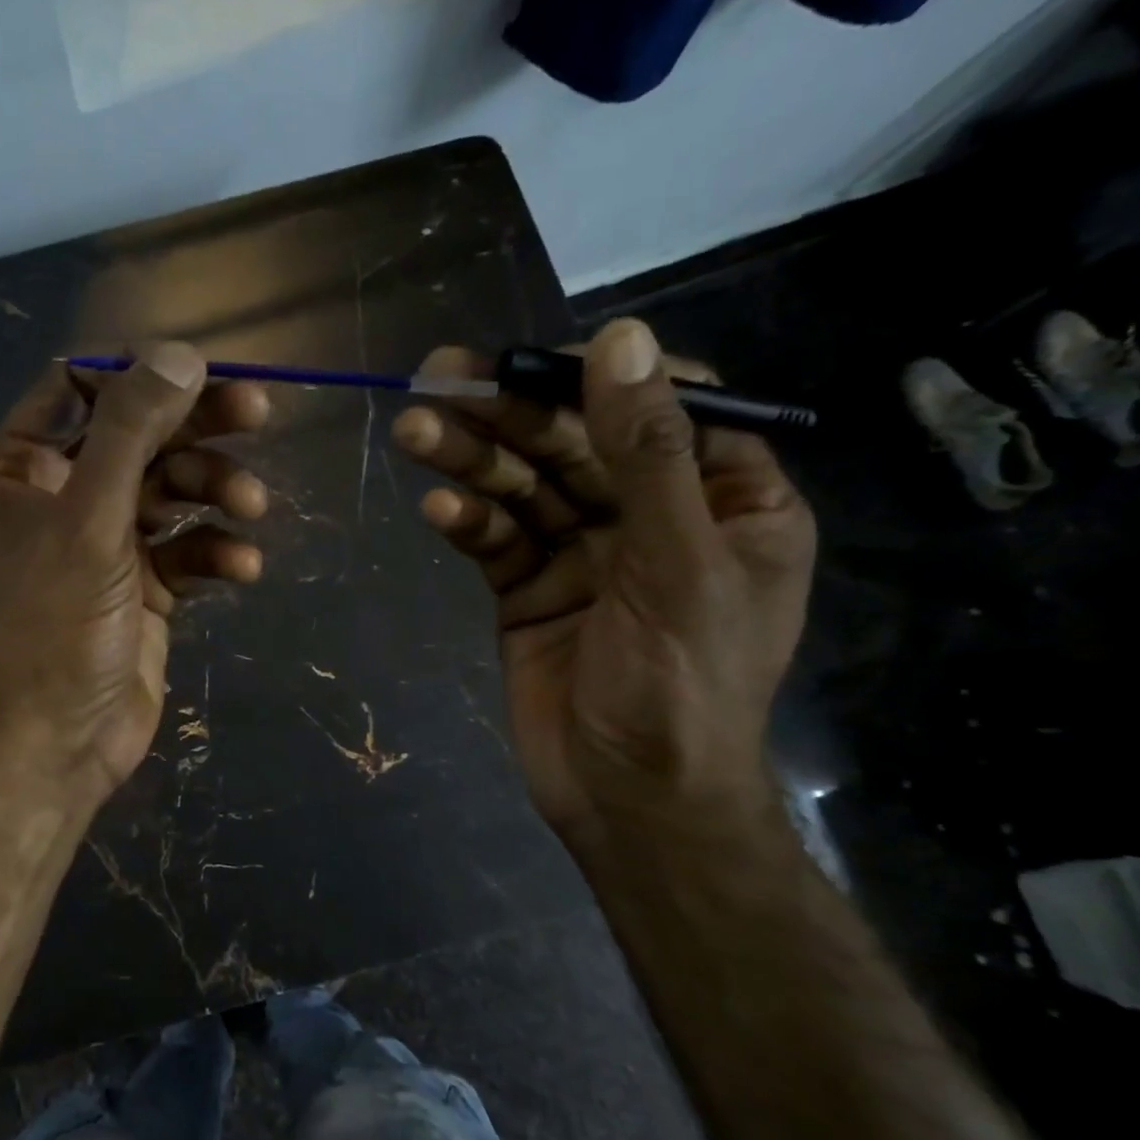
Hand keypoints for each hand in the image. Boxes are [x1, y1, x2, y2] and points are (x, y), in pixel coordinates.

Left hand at [0, 343, 269, 804]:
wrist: (64, 739)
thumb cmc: (58, 625)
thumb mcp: (89, 519)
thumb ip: (130, 432)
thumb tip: (180, 353)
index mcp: (18, 467)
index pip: (78, 388)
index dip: (139, 375)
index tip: (200, 371)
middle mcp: (59, 495)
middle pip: (137, 435)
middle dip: (195, 428)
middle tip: (258, 411)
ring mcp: (105, 541)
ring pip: (170, 491)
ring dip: (215, 493)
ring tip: (251, 508)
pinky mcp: (144, 585)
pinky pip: (187, 549)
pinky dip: (216, 552)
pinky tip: (243, 569)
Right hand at [391, 318, 815, 834]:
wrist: (629, 800)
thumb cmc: (680, 686)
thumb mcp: (677, 563)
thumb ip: (647, 454)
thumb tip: (621, 338)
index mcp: (725, 501)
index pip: (664, 408)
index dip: (597, 377)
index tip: (531, 363)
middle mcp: (652, 518)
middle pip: (576, 444)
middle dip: (510, 415)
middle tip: (438, 379)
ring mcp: (583, 554)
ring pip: (525, 489)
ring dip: (472, 461)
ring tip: (414, 432)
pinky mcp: (528, 591)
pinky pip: (497, 542)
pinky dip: (468, 523)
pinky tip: (437, 511)